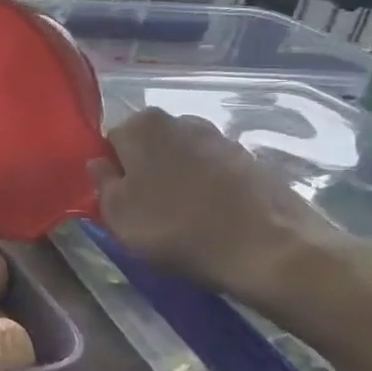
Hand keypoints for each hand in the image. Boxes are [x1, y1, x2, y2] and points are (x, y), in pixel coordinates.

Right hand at [87, 109, 341, 309]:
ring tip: (182, 218)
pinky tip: (213, 219)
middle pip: (149, 146)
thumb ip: (101, 183)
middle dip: (145, 171)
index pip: (111, 141)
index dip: (112, 171)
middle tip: (146, 210)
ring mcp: (222, 139)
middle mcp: (182, 121)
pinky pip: (216, 173)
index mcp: (142, 126)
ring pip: (184, 158)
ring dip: (178, 180)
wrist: (271, 249)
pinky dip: (210, 190)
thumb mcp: (118, 214)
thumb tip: (99, 164)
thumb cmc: (177, 228)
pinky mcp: (254, 161)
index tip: (117, 199)